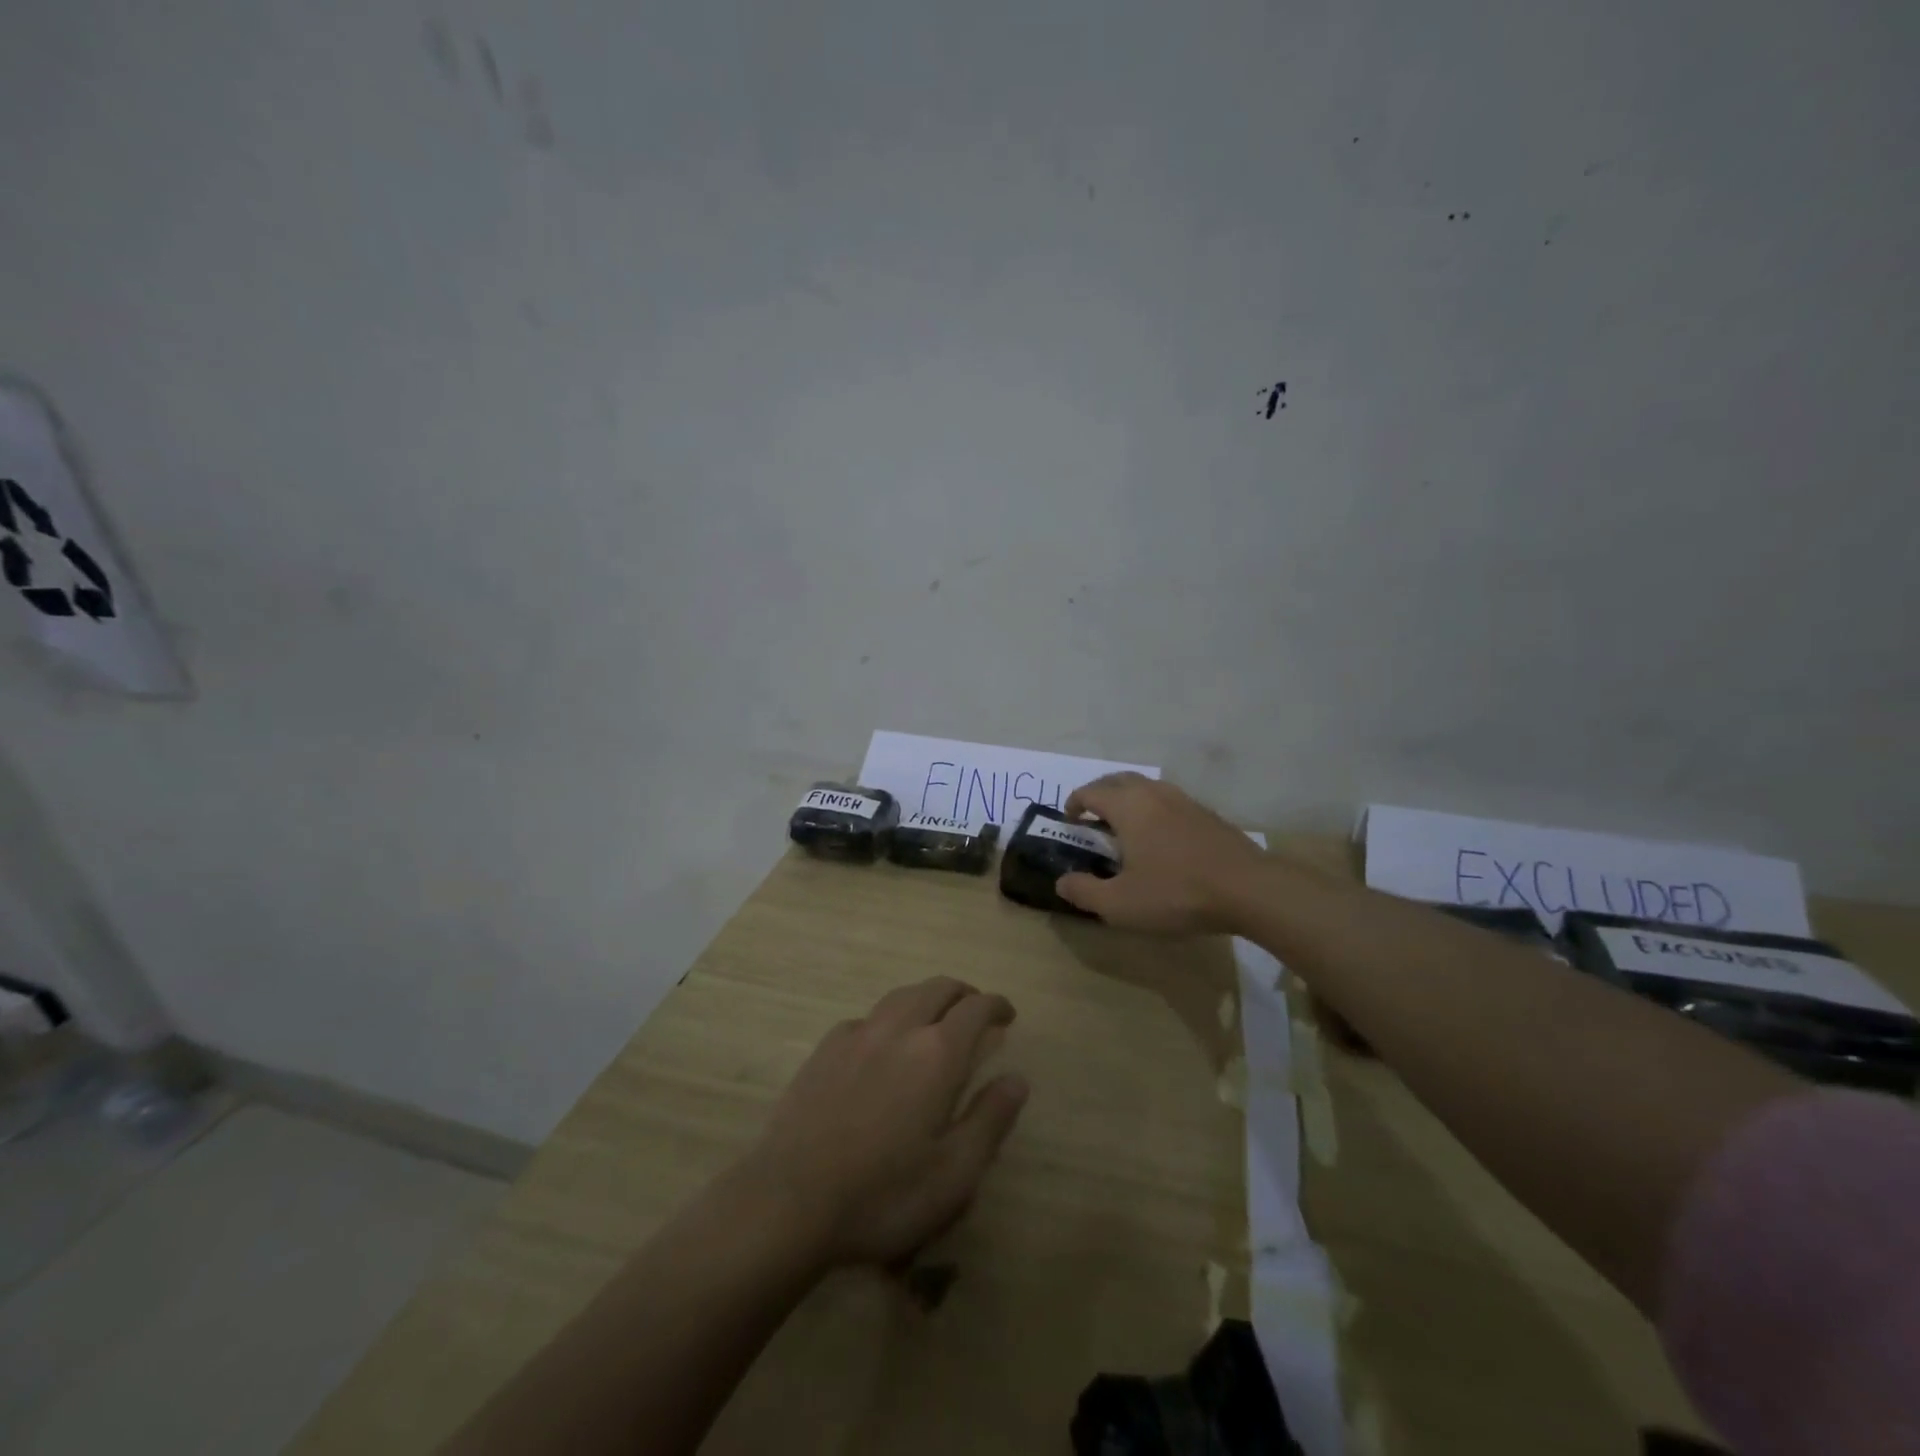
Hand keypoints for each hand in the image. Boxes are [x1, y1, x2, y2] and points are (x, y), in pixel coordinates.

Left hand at [739, 978, 1028, 1268]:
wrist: (790, 1200)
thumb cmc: (883, 1194)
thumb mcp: (954, 1173)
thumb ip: (990, 1120)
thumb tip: (1016, 1078)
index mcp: (936, 1053)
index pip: (975, 1008)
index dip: (995, 1005)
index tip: (1007, 1014)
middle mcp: (898, 1029)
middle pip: (936, 989)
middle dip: (962, 994)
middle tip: (975, 1011)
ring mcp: (857, 1035)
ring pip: (900, 996)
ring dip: (926, 998)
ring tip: (934, 1019)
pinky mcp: (824, 1049)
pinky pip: (866, 1018)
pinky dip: (888, 1020)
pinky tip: (882, 1046)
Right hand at [1055, 773, 1265, 932]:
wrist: (1249, 889)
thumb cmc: (1177, 893)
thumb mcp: (1120, 904)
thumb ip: (1084, 892)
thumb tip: (1062, 881)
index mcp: (1128, 806)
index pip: (1090, 792)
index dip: (1074, 804)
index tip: (1069, 823)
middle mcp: (1153, 793)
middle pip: (1117, 780)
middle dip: (1099, 794)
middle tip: (1091, 818)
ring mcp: (1183, 800)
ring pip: (1145, 787)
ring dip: (1126, 799)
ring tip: (1123, 827)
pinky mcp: (1206, 814)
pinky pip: (1167, 800)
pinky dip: (1151, 809)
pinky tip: (1159, 838)